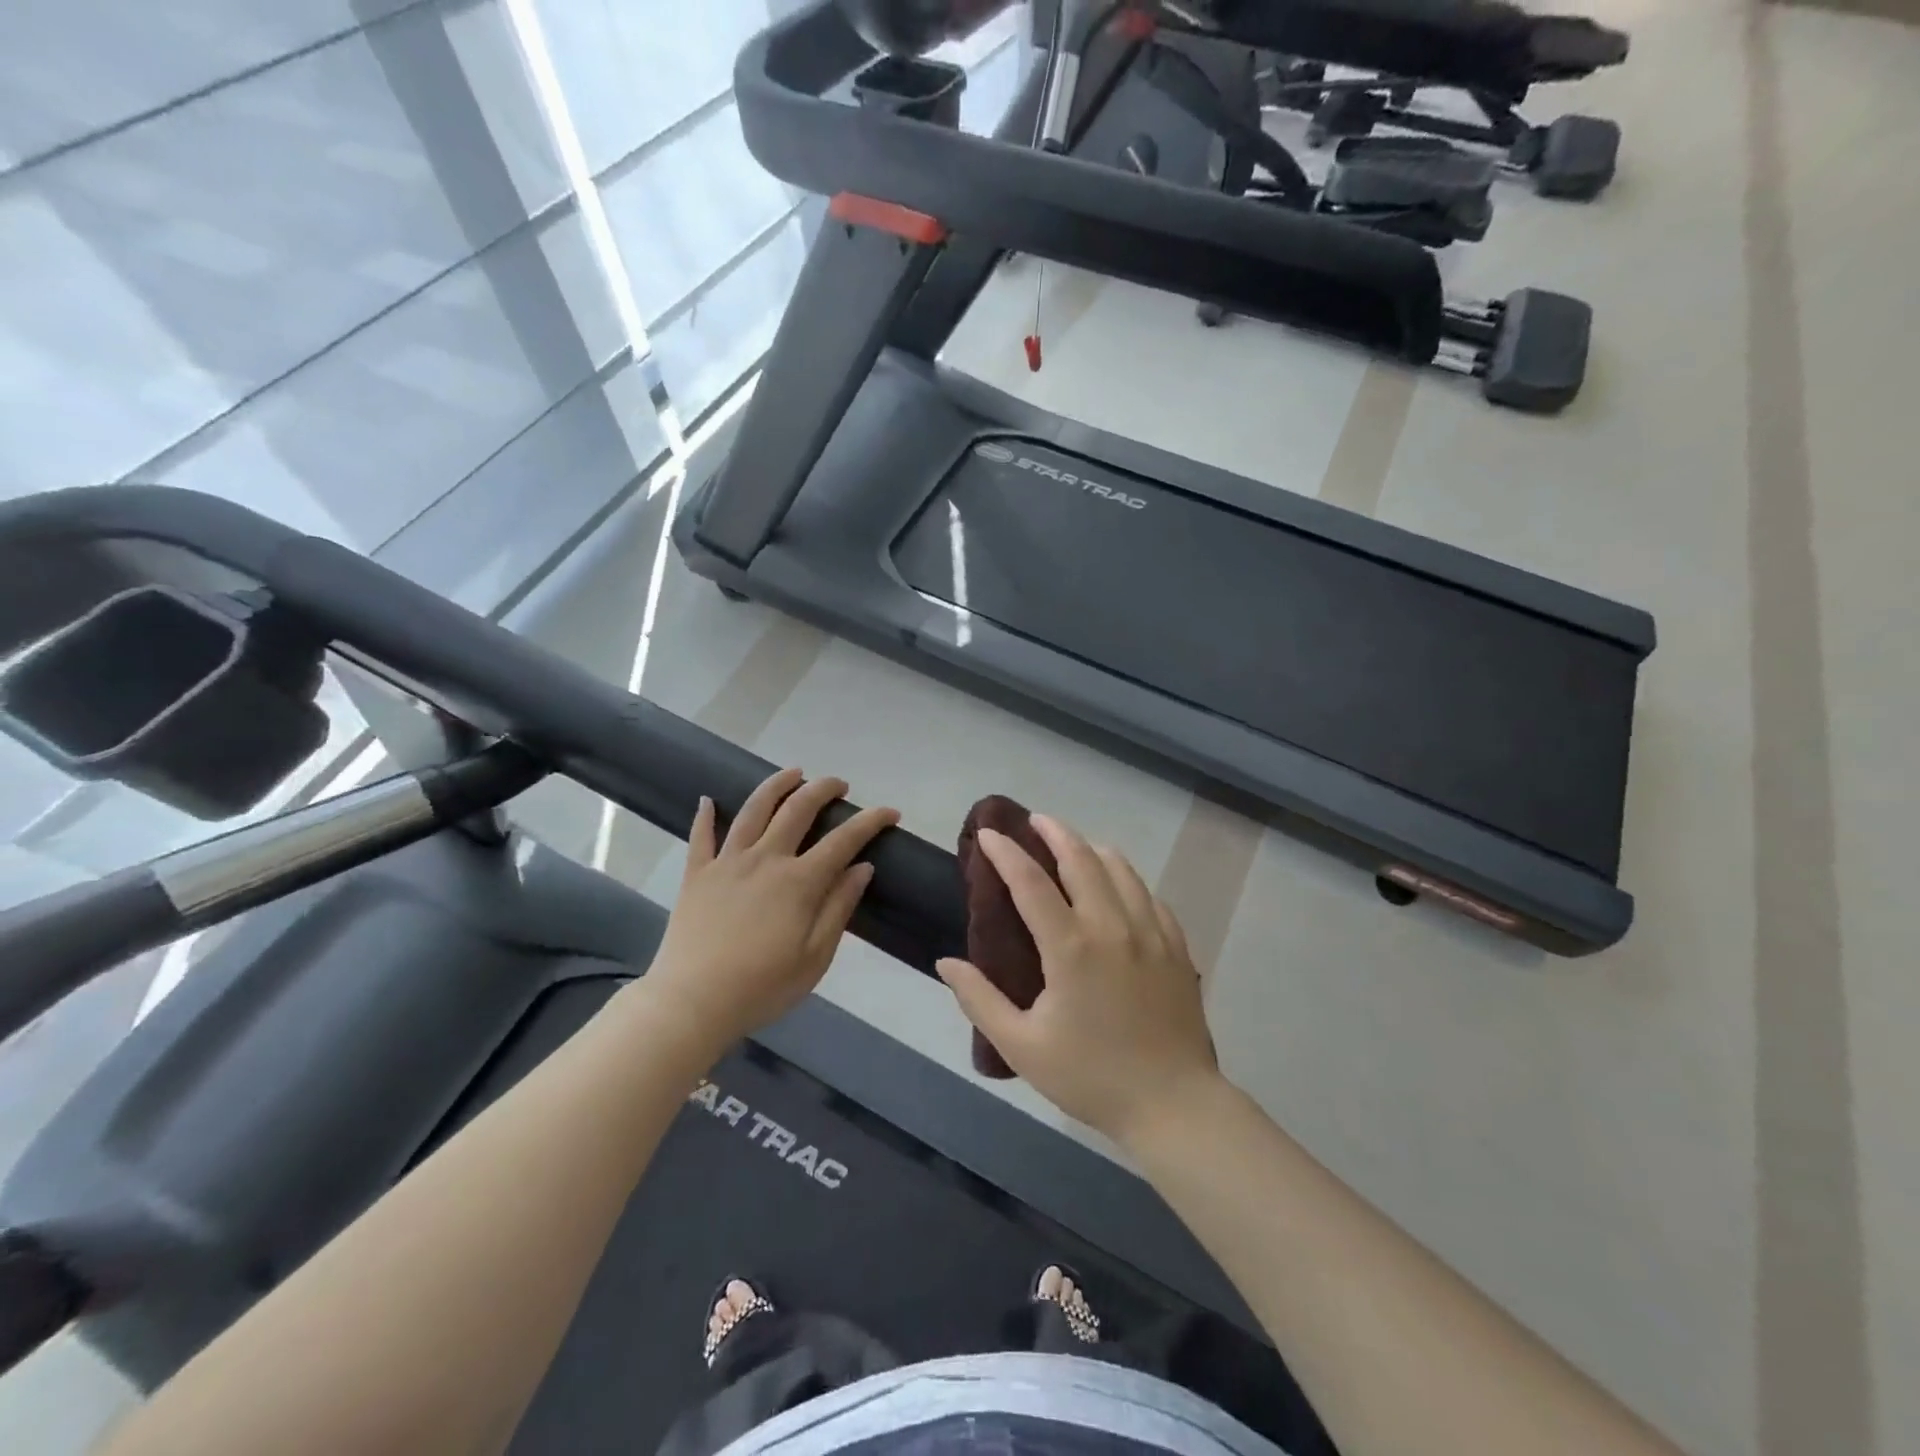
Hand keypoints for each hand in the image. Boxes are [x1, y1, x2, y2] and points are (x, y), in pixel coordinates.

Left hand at [645, 768, 898, 1052]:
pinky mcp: (697, 875)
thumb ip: (839, 907)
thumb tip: (862, 867)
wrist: (691, 1003)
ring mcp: (727, 863)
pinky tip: (708, 799)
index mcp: (799, 882)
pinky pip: (701, 837)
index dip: (870, 821)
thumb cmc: (762, 987)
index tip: (890, 812)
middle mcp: (765, 859)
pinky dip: (705, 815)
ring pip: (754, 810)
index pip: (844, 840)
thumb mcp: (815, 956)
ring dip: (776, 785)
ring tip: (793, 773)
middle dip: (823, 789)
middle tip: (839, 784)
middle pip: (798, 810)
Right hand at [936, 814, 1220, 1147]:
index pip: (1030, 881)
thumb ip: (980, 1000)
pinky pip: (1149, 896)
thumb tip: (947, 962)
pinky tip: (1119, 888)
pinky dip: (1127, 880)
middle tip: (1035, 821)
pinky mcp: (1176, 946)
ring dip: (1093, 848)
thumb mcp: (1022, 1047)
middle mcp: (1112, 926)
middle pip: (1082, 858)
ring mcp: (1151, 932)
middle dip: (1055, 831)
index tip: (988, 834)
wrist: (1174, 1105)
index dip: (1006, 852)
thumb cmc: (1091, 1077)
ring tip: (1075, 846)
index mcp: (1071, 947)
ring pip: (1121, 869)